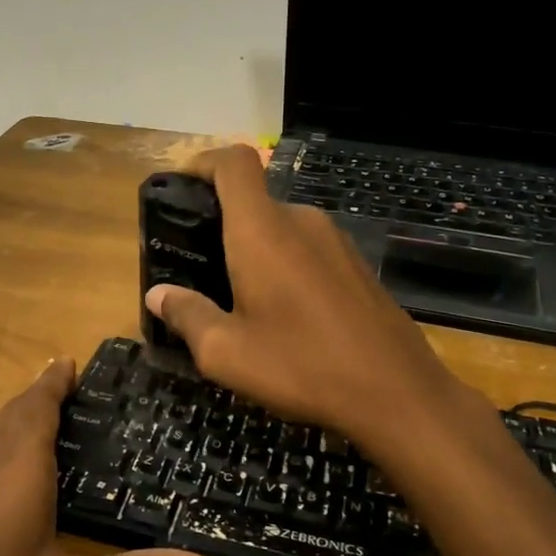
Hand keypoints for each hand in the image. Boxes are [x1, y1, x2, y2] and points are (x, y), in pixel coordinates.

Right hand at [144, 146, 464, 459]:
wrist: (396, 393)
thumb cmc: (301, 366)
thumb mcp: (226, 352)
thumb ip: (187, 315)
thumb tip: (158, 295)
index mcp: (263, 230)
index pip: (233, 163)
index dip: (202, 162)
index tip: (181, 187)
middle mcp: (302, 221)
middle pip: (253, 202)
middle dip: (221, 226)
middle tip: (199, 270)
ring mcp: (336, 242)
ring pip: (281, 230)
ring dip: (255, 252)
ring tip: (238, 300)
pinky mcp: (357, 266)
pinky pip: (308, 251)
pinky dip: (285, 267)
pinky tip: (285, 316)